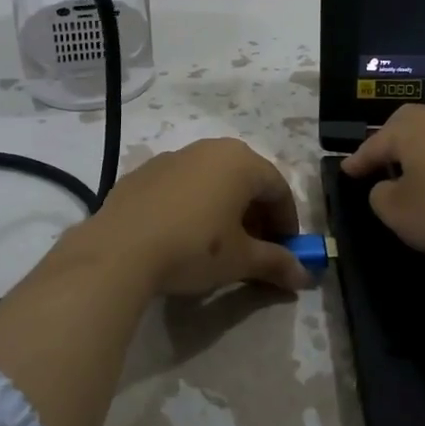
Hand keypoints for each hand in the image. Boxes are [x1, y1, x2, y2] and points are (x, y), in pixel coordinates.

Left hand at [76, 139, 310, 295]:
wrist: (119, 250)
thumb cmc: (194, 248)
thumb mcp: (241, 260)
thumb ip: (276, 263)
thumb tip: (304, 276)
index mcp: (241, 162)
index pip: (278, 188)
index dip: (288, 222)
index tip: (286, 252)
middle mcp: (209, 148)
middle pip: (246, 179)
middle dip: (257, 214)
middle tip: (256, 248)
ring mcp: (173, 156)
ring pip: (213, 179)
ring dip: (225, 207)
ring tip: (220, 242)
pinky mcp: (143, 171)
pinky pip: (182, 185)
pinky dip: (193, 204)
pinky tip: (183, 234)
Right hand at [341, 104, 424, 266]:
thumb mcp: (396, 211)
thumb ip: (379, 195)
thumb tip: (386, 187)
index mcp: (411, 129)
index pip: (375, 143)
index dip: (358, 161)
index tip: (345, 172)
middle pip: (406, 124)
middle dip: (389, 142)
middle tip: (378, 163)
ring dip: (418, 152)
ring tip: (410, 174)